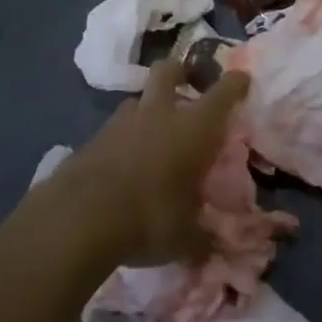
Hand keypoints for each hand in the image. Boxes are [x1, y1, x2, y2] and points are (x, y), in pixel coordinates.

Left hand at [55, 56, 250, 267]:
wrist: (79, 217)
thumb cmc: (149, 218)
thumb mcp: (185, 238)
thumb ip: (202, 238)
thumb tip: (211, 250)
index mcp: (193, 129)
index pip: (223, 94)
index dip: (235, 84)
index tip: (242, 78)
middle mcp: (159, 114)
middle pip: (169, 71)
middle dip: (181, 71)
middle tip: (189, 82)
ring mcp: (121, 122)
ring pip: (139, 99)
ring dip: (149, 108)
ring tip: (154, 130)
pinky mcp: (93, 138)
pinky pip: (115, 128)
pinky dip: (124, 137)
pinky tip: (125, 161)